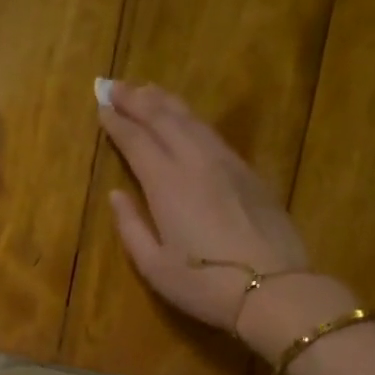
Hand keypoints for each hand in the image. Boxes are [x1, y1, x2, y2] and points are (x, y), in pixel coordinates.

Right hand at [99, 83, 322, 336]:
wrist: (274, 289)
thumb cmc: (205, 285)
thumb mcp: (154, 267)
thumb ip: (131, 227)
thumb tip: (116, 195)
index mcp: (166, 184)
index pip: (136, 140)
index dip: (116, 122)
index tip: (101, 106)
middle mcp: (195, 162)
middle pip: (163, 118)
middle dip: (136, 99)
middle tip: (114, 85)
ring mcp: (227, 164)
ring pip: (192, 120)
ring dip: (165, 101)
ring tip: (147, 90)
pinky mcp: (249, 173)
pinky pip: (213, 134)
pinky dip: (193, 119)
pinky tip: (187, 120)